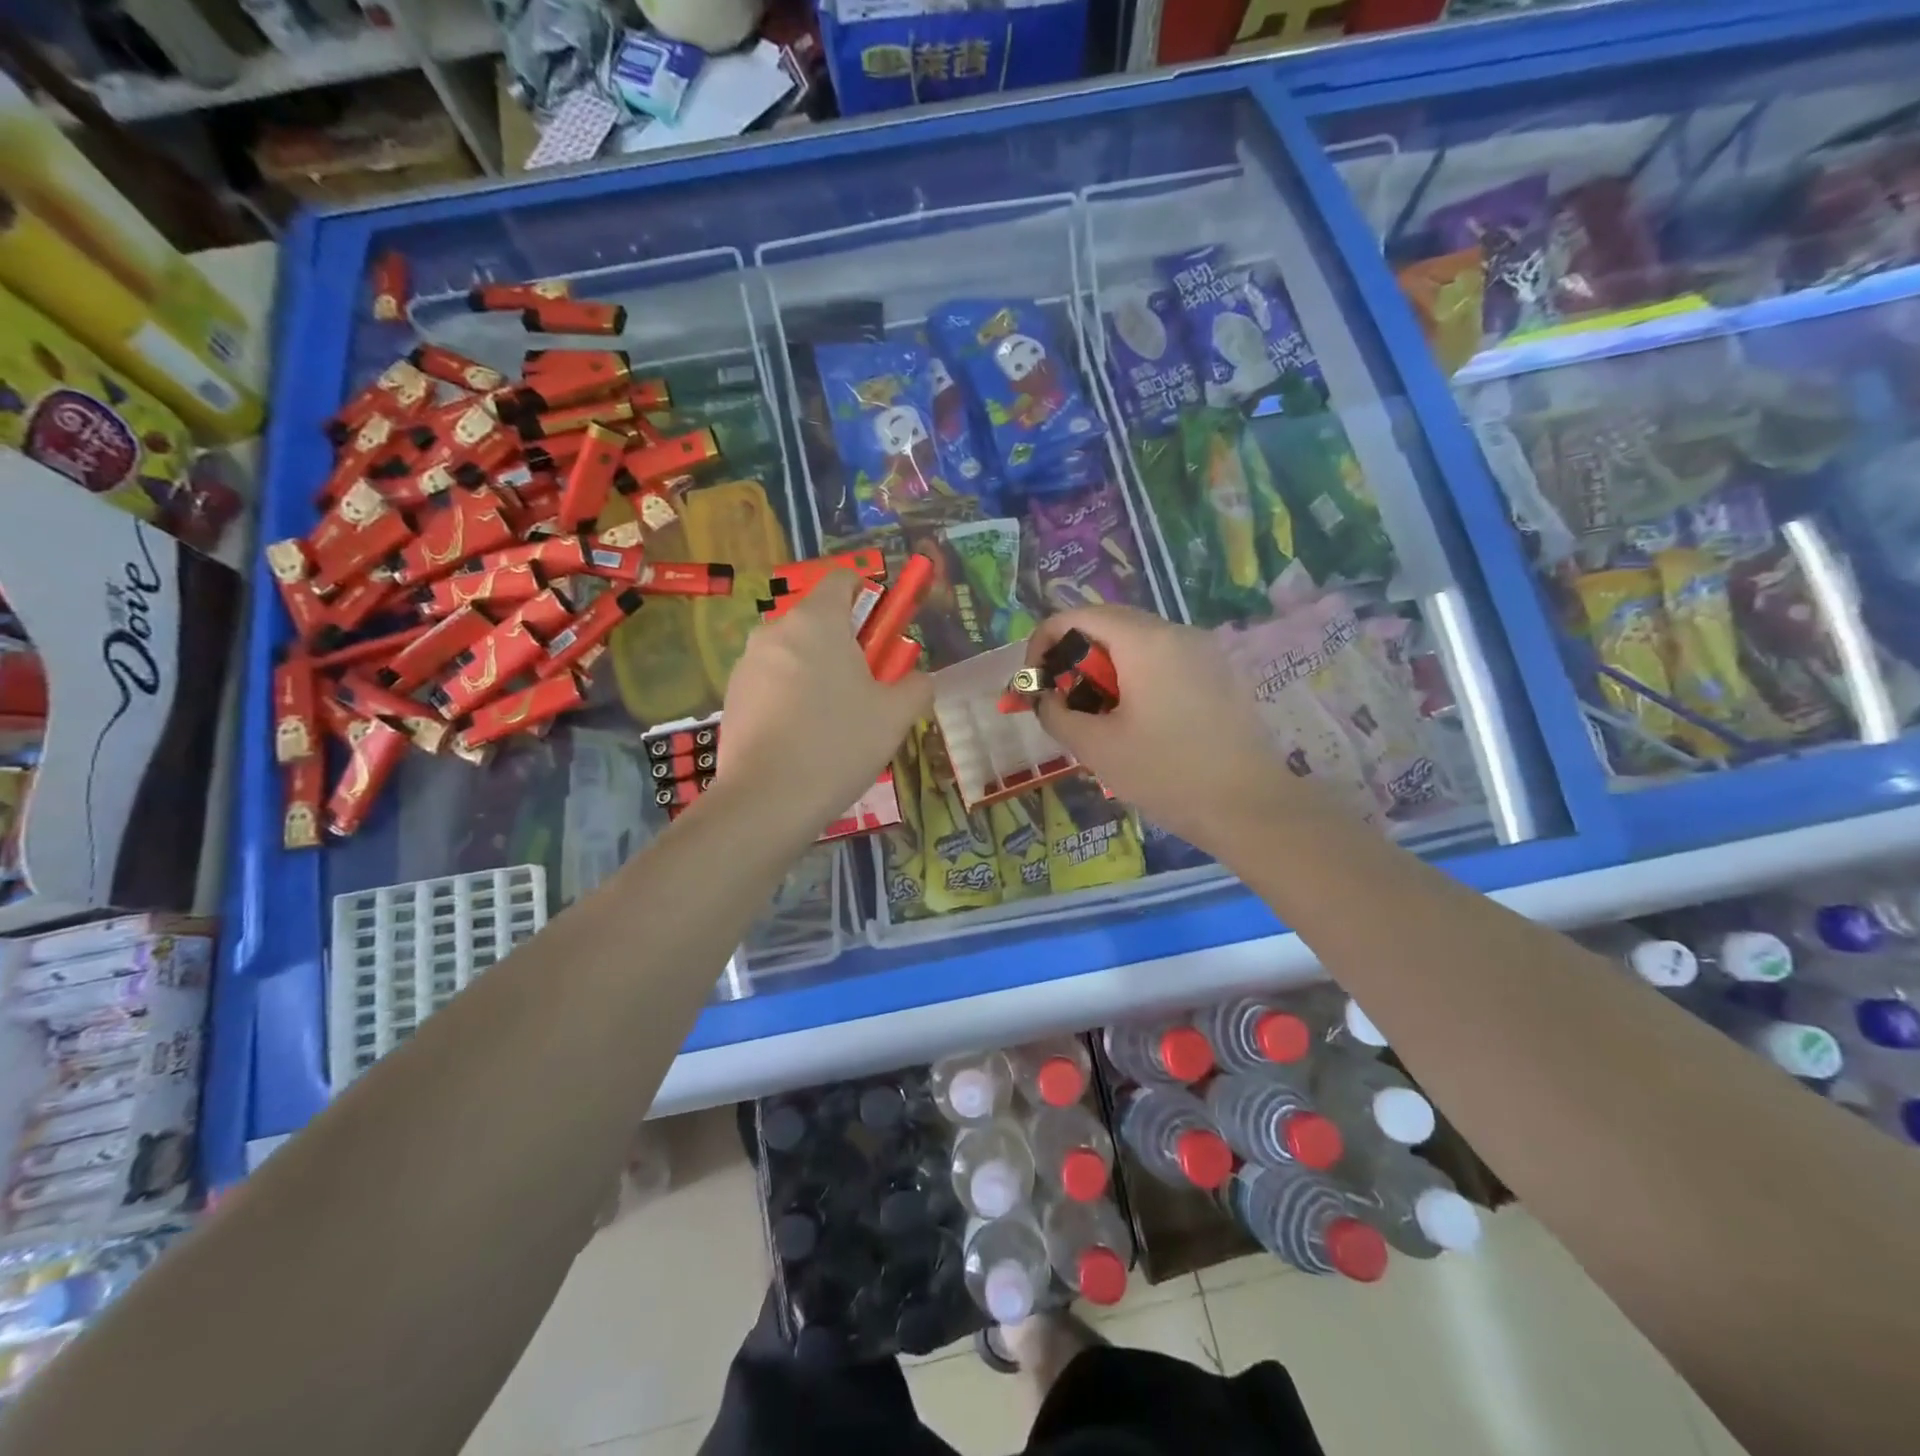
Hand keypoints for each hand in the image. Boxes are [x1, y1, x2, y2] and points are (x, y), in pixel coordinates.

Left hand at [716, 572, 933, 835]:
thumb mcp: (895, 716)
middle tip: (865, 690)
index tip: (881, 634)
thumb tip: (918, 679)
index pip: (842, 580)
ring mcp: (747, 664)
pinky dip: (790, 698)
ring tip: (833, 723)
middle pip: (818, 622)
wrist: (767, 799)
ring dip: (816, 673)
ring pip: (794, 655)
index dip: (868, 597)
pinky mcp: (731, 697)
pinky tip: (802, 739)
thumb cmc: (839, 743)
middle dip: (844, 646)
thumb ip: (916, 686)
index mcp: (817, 621)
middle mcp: (776, 631)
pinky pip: (771, 683)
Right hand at [1025, 605, 1298, 853]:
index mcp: (1144, 642)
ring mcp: (1204, 651)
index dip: (1044, 642)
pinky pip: (1164, 659)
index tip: (1036, 684)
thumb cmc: (1166, 774)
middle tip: (1064, 701)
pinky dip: (1136, 677)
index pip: (1077, 616)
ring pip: (1138, 642)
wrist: (1249, 807)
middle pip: (1109, 624)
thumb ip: (1056, 713)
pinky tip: (1139, 722)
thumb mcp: (1095, 748)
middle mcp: (1176, 632)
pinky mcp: (1219, 673)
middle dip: (1074, 656)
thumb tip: (1045, 697)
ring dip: (1105, 668)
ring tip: (1099, 716)